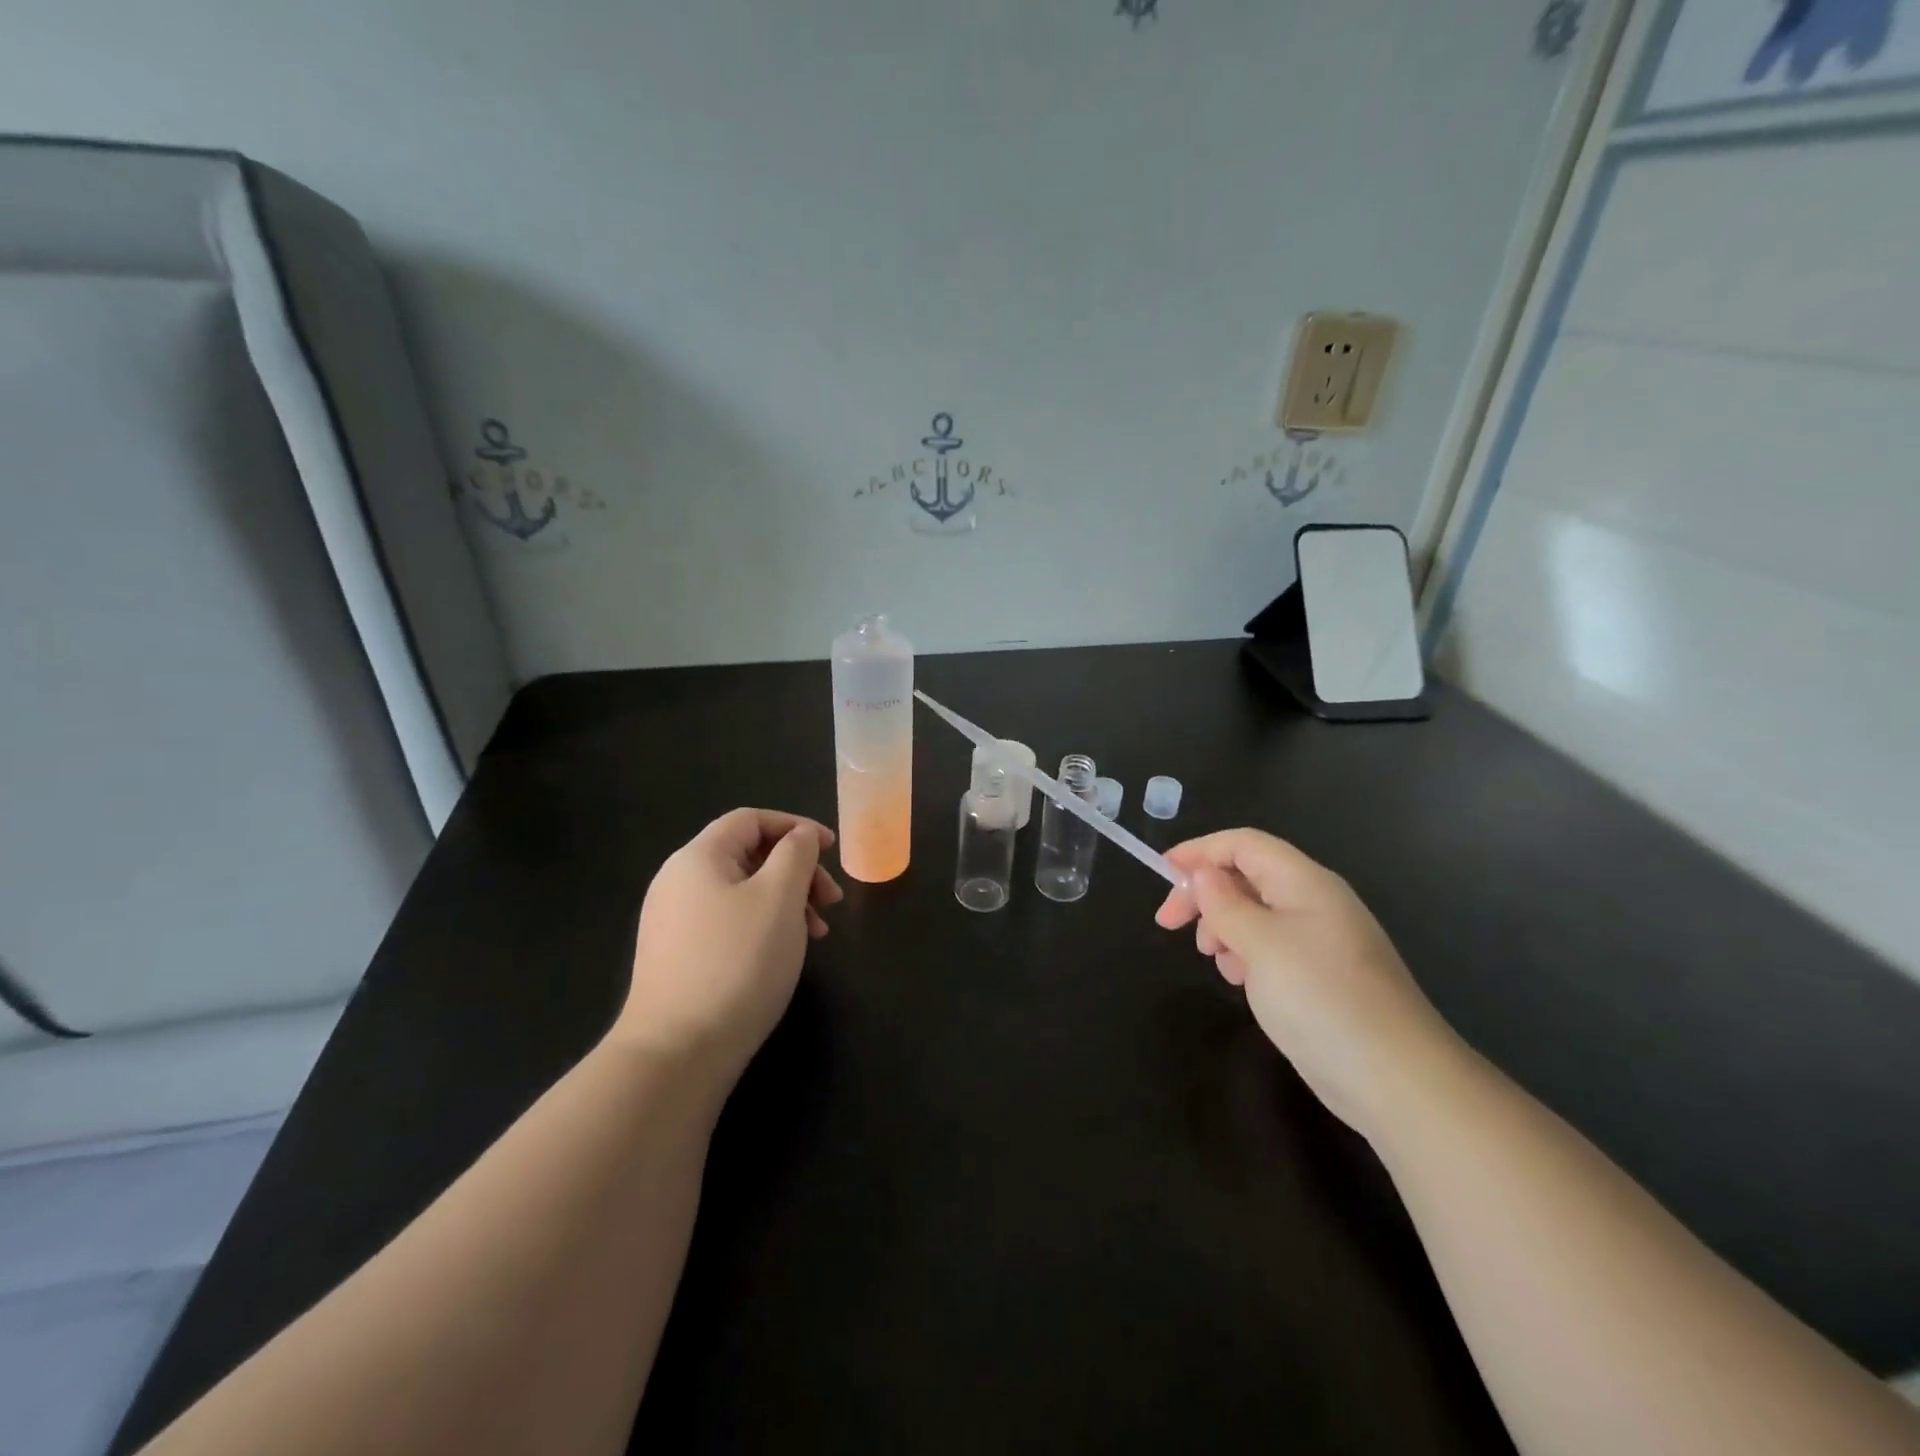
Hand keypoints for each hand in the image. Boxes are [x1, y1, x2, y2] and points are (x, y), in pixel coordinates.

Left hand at [618, 809, 842, 1095]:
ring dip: (786, 901)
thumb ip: (796, 854)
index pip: (750, 820)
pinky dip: (764, 925)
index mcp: (698, 857)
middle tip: (832, 901)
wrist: (677, 1052)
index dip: (796, 826)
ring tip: (818, 933)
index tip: (832, 850)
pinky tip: (785, 953)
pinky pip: (729, 922)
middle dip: (797, 870)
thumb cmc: (738, 962)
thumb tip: (800, 836)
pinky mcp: (678, 956)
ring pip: (742, 892)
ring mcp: (674, 921)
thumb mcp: (780, 898)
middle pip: (748, 855)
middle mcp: (678, 881)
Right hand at [1156, 829, 1460, 1140]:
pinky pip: (1271, 946)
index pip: (1244, 844)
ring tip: (1213, 958)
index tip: (1163, 872)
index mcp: (1304, 882)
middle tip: (1169, 923)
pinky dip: (1244, 953)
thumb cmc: (1320, 997)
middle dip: (1205, 894)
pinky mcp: (1321, 976)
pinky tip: (1238, 979)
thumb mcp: (1259, 943)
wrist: (1395, 1078)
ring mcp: (1321, 941)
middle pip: (1247, 876)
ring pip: (1256, 913)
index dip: (1200, 850)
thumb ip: (1225, 903)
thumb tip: (1203, 873)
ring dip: (1223, 926)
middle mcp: (1314, 902)